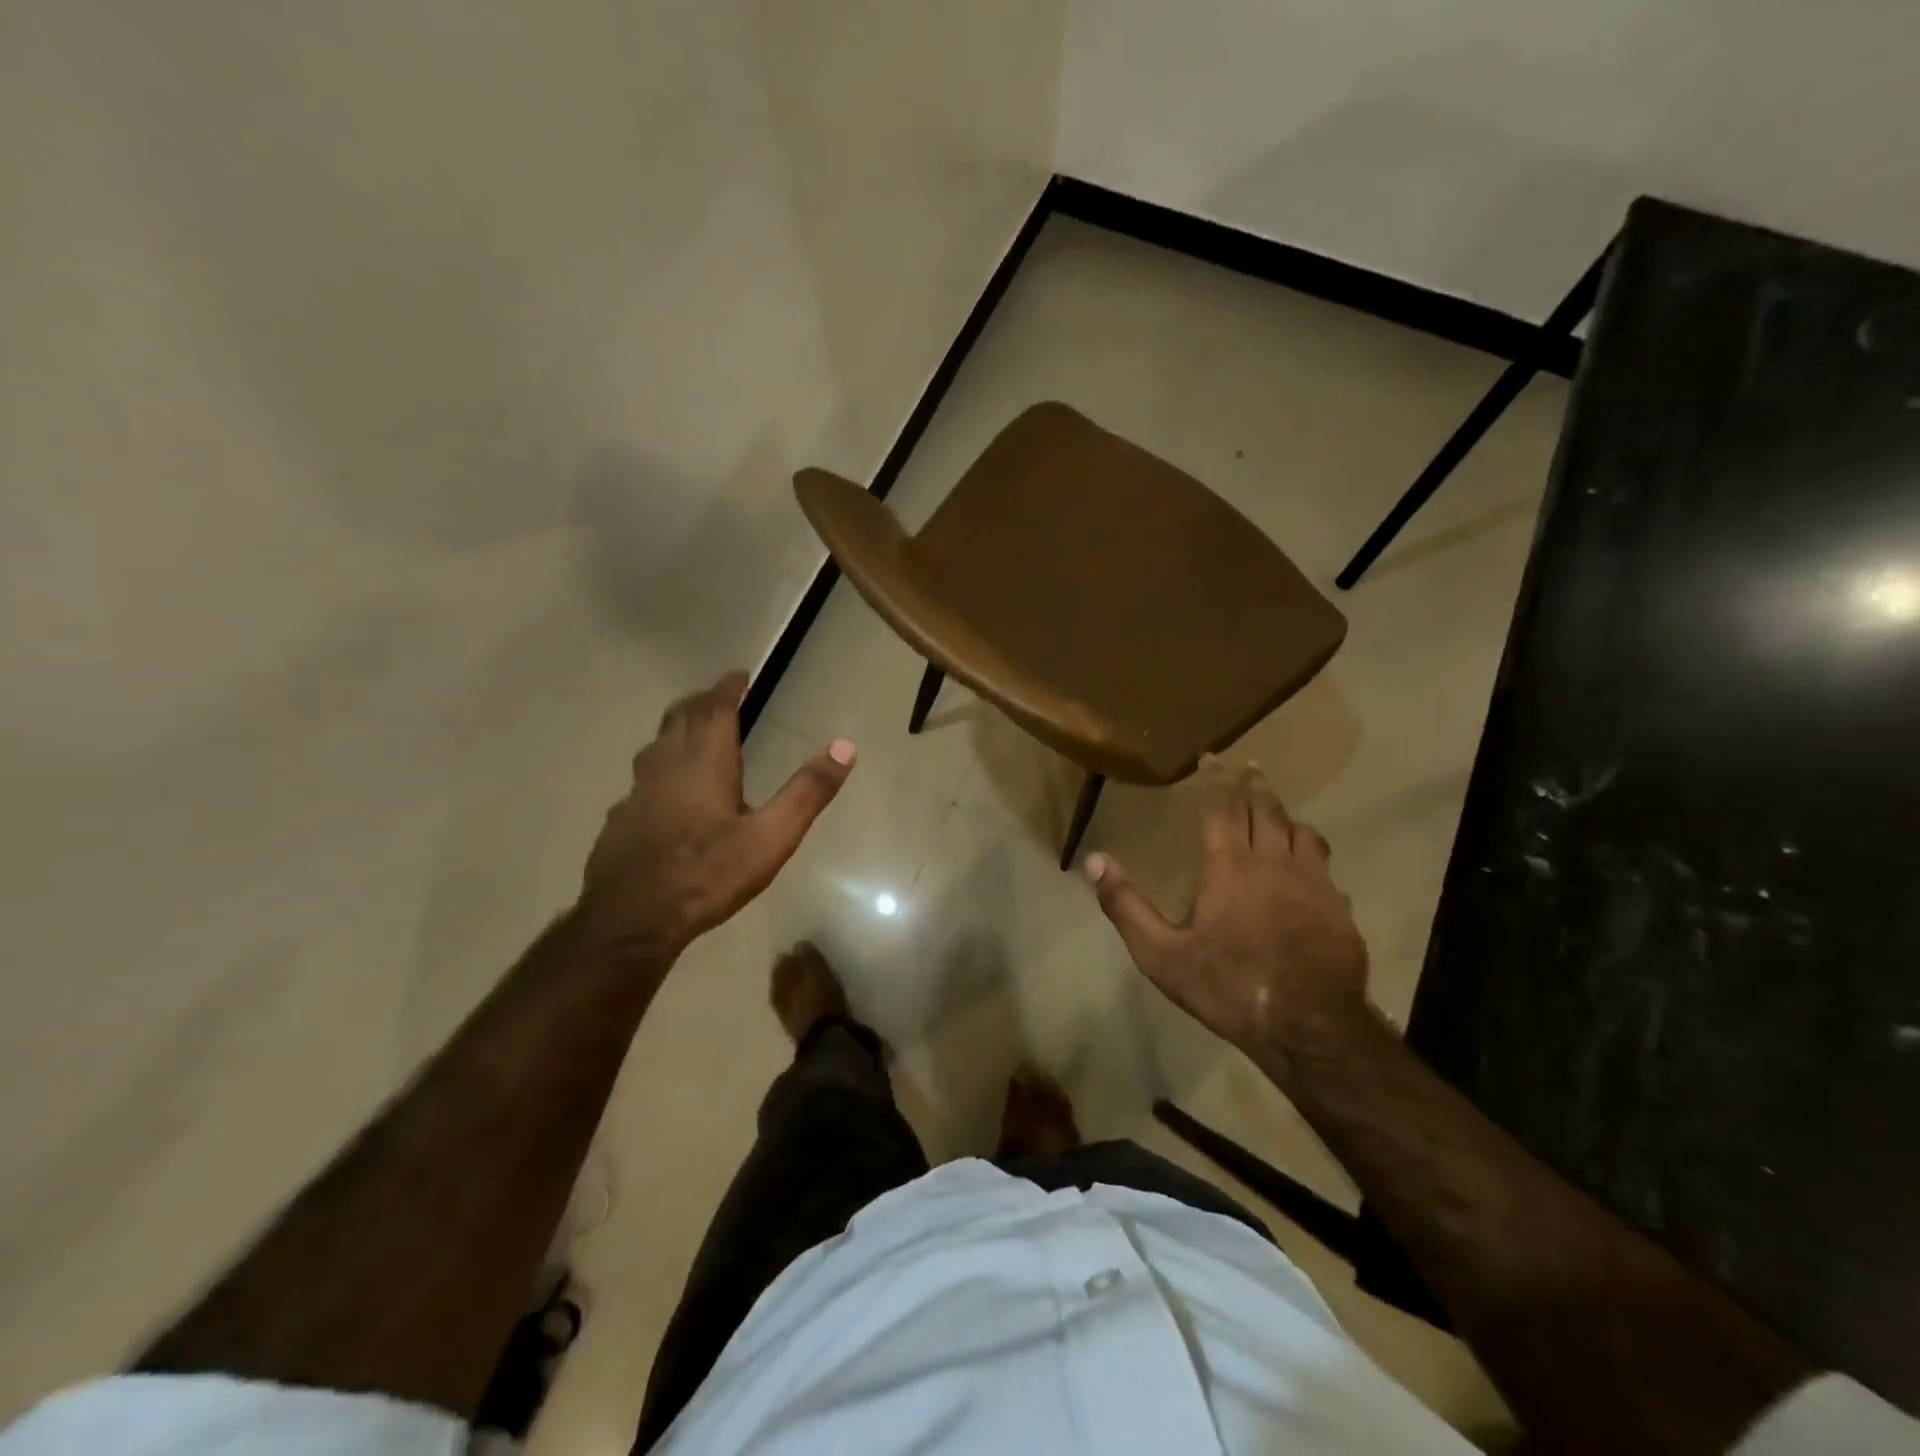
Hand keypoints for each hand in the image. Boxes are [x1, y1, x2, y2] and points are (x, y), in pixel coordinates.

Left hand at [578, 672, 854, 961]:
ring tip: (695, 735)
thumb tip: (845, 748)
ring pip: (657, 745)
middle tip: (720, 698)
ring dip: (678, 731)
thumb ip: (807, 792)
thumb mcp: (771, 837)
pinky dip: (661, 768)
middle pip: (680, 718)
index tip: (739, 675)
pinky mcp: (620, 818)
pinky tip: (667, 794)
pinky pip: (643, 779)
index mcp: (703, 760)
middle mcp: (665, 764)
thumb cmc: (707, 873)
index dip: (727, 688)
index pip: (714, 708)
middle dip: (702, 702)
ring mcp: (636, 791)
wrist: (631, 919)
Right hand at [1085, 757, 1369, 1069]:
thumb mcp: (1161, 954)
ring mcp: (1314, 883)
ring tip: (1276, 811)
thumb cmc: (1226, 986)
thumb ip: (1126, 905)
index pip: (1224, 808)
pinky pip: (1325, 866)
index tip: (1213, 757)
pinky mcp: (1340, 908)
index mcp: (1230, 867)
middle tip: (1248, 768)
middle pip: (1266, 810)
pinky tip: (1309, 867)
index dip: (1218, 779)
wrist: (1308, 1027)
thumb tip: (1096, 860)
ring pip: (1302, 832)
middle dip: (1254, 786)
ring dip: (1285, 816)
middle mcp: (1274, 863)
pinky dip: (1311, 853)